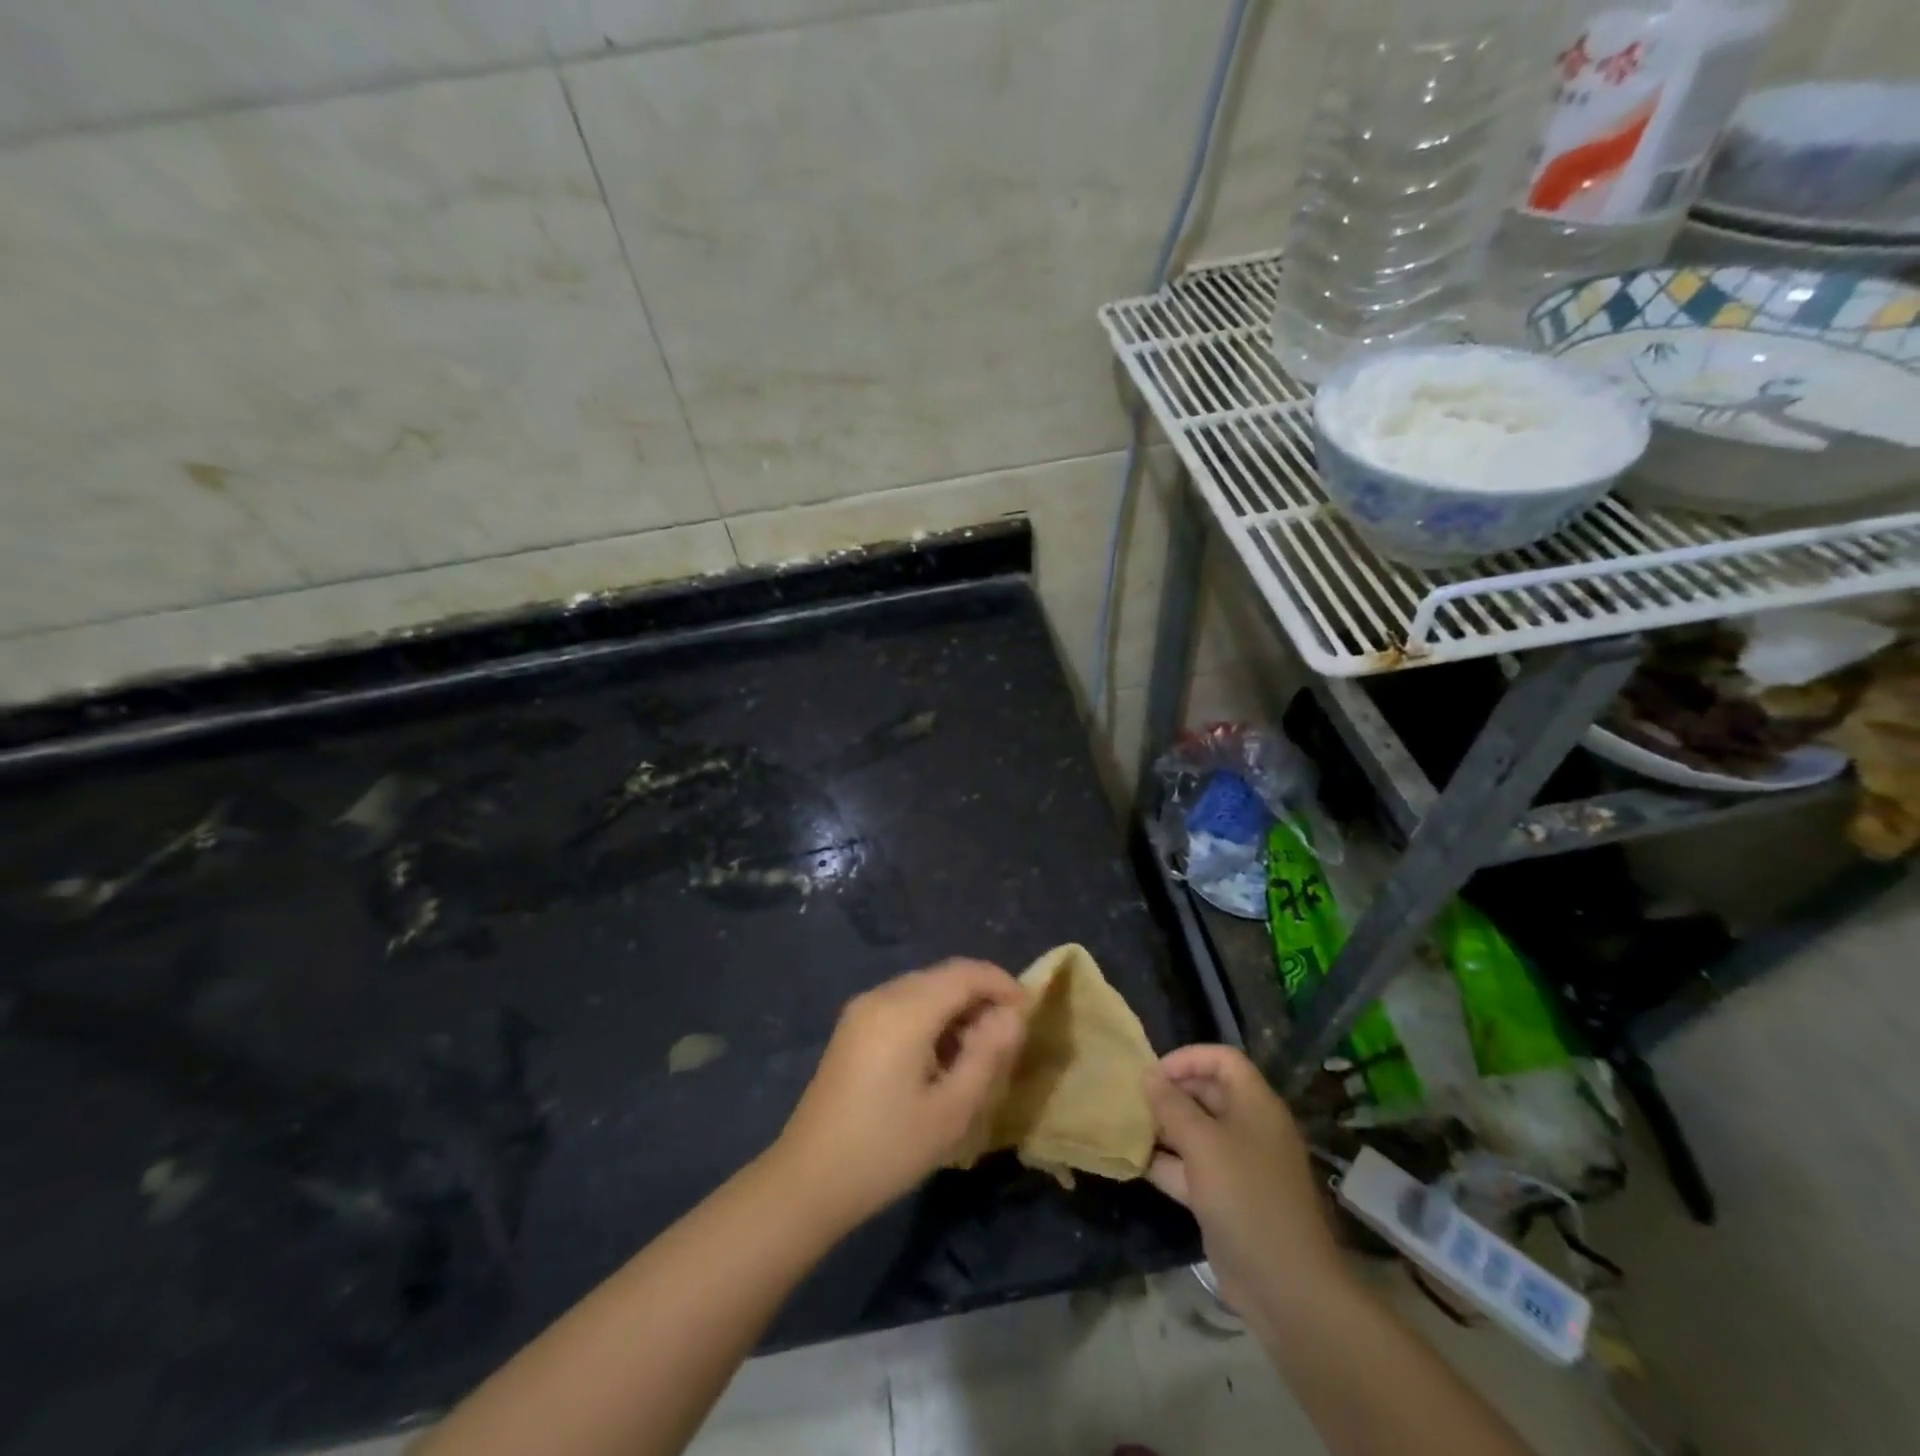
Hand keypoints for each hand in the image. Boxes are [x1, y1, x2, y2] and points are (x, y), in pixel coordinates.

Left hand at [772, 960, 1027, 1229]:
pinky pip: (902, 1005)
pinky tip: (938, 1059)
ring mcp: (862, 1010)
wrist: (808, 1179)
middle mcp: (881, 995)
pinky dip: (930, 1018)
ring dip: (955, 1009)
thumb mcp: (951, 1109)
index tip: (1028, 1012)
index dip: (1001, 983)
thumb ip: (987, 1054)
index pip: (965, 973)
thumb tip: (1012, 1016)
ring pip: (923, 990)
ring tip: (975, 1055)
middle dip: (980, 998)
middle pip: (943, 977)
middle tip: (1005, 1040)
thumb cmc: (887, 1148)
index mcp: (905, 1009)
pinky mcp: (852, 1028)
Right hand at [1143, 1045, 1344, 1313]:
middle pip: (1207, 1093)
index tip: (1154, 1073)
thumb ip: (1172, 1106)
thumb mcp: (1203, 1144)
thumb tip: (1148, 1075)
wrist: (1286, 1287)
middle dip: (1170, 1092)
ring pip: (1195, 1132)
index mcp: (1255, 1105)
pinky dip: (1166, 1163)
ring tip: (1126, 1125)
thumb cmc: (1246, 1197)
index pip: (1223, 1060)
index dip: (1188, 1058)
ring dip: (1163, 1128)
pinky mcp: (1225, 1198)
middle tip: (1132, 1099)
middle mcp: (1249, 1128)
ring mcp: (1238, 1165)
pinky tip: (1134, 1161)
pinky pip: (1191, 1167)